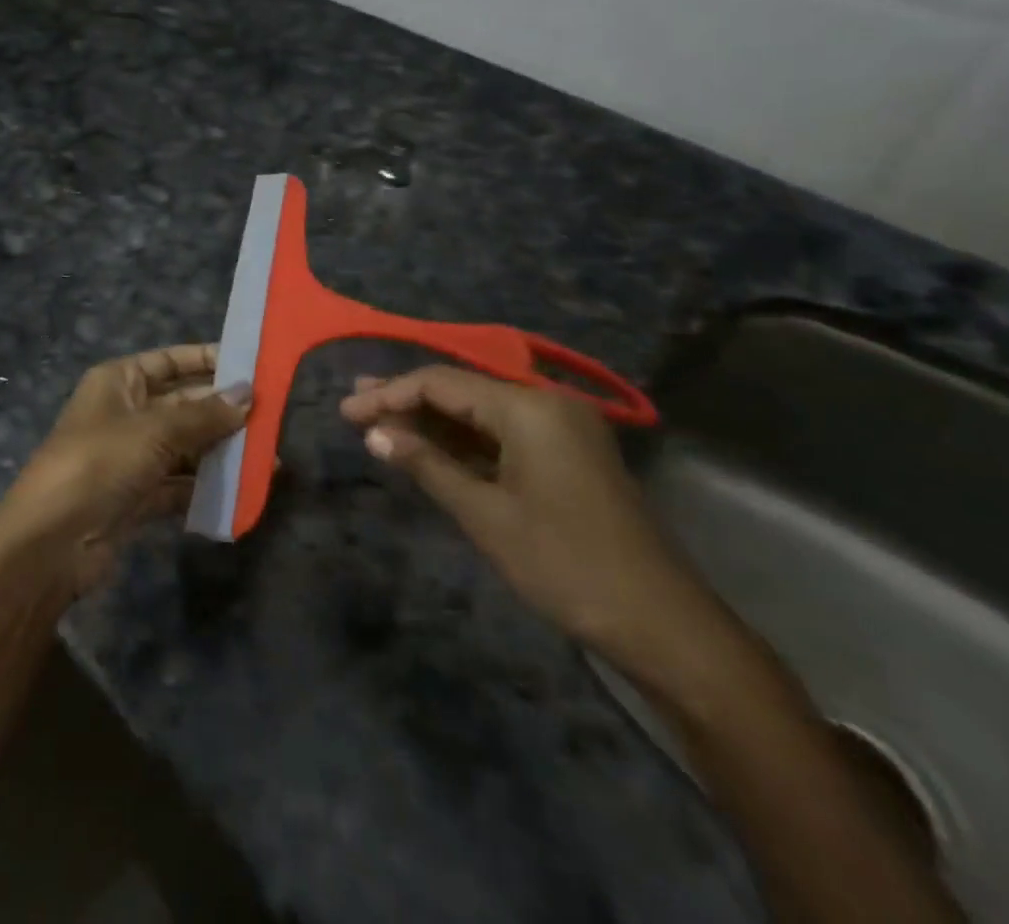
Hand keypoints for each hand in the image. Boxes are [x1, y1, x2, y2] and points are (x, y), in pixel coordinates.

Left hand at [0, 344, 252, 595]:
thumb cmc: (99, 464)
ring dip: (222, 452)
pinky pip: (180, 484)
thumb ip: (204, 415)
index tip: (252, 366)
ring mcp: (130, 457)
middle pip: (183, 404)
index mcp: (118, 381)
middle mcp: (125, 413)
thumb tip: (248, 394)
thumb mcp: (154, 431)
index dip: (208, 360)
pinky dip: (207, 487)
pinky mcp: (136, 497)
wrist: (49, 544)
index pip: (170, 360)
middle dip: (224, 411)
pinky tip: (243, 492)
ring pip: (185, 446)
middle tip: (273, 417)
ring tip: (268, 459)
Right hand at [340, 366, 717, 666]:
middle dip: (406, 399)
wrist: (661, 624)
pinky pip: (502, 434)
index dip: (389, 394)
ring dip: (432, 420)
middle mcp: (546, 404)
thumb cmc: (565, 564)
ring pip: (480, 412)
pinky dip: (463, 441)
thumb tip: (374, 434)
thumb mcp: (485, 515)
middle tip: (355, 403)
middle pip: (461, 390)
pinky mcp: (565, 454)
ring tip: (379, 420)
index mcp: (529, 408)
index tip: (347, 411)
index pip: (442, 383)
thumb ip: (427, 465)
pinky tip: (427, 445)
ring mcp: (560, 429)